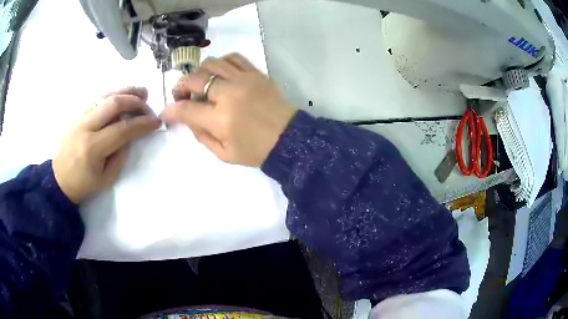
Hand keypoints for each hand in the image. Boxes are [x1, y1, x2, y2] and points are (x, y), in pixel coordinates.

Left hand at [52, 87, 160, 203]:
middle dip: (135, 101)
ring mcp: (80, 118)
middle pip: (113, 104)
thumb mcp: (106, 179)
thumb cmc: (83, 184)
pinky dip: (113, 95)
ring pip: (105, 95)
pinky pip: (98, 99)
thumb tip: (131, 135)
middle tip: (148, 106)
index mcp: (92, 148)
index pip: (122, 129)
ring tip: (141, 92)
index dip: (141, 123)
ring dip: (126, 92)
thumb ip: (120, 156)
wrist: (59, 179)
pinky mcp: (78, 114)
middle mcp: (85, 127)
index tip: (156, 122)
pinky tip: (123, 96)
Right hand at [160, 53, 296, 166]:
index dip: (172, 110)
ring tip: (199, 84)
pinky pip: (233, 58)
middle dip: (180, 87)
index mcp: (221, 119)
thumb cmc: (256, 150)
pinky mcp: (256, 73)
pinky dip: (221, 62)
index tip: (167, 112)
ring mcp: (244, 79)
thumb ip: (201, 136)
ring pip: (212, 63)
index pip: (186, 109)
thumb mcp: (224, 154)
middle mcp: (229, 94)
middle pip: (195, 79)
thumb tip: (187, 119)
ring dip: (199, 73)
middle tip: (181, 96)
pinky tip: (219, 73)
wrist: (288, 138)